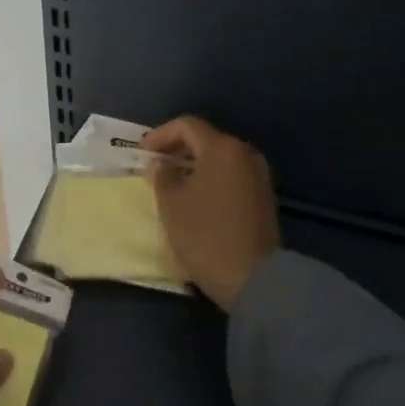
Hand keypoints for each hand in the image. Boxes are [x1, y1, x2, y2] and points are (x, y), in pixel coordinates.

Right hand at [144, 116, 279, 311]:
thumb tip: (159, 165)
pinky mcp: (263, 198)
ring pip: (218, 160)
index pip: (186, 126)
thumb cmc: (205, 235)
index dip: (159, 136)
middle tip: (154, 168)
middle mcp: (244, 154)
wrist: (255, 280)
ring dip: (193, 166)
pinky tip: (194, 199)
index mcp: (222, 148)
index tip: (141, 154)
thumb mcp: (171, 204)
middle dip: (176, 150)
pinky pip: (230, 177)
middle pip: (205, 140)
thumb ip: (161, 176)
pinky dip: (209, 180)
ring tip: (171, 185)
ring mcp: (259, 176)